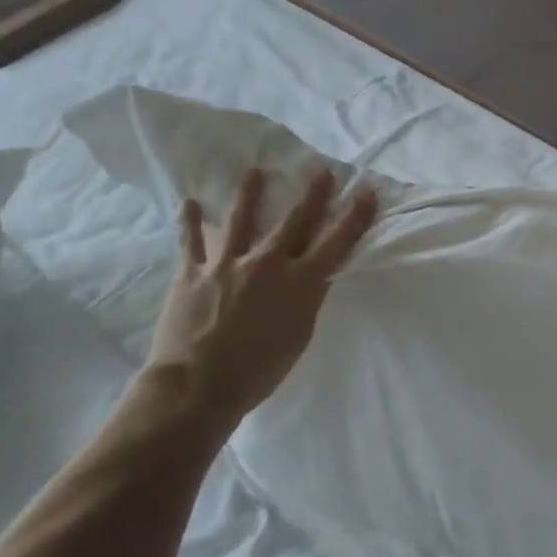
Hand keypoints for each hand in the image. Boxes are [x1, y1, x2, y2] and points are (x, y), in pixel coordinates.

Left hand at [143, 166, 378, 428]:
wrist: (198, 386)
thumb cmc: (259, 371)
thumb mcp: (299, 336)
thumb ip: (307, 300)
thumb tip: (312, 276)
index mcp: (300, 283)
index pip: (337, 241)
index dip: (355, 215)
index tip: (367, 190)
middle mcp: (267, 263)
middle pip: (295, 221)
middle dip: (313, 194)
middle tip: (322, 170)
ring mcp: (227, 264)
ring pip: (241, 218)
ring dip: (251, 192)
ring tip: (256, 170)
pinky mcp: (192, 272)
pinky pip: (191, 241)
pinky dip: (191, 222)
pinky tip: (189, 203)